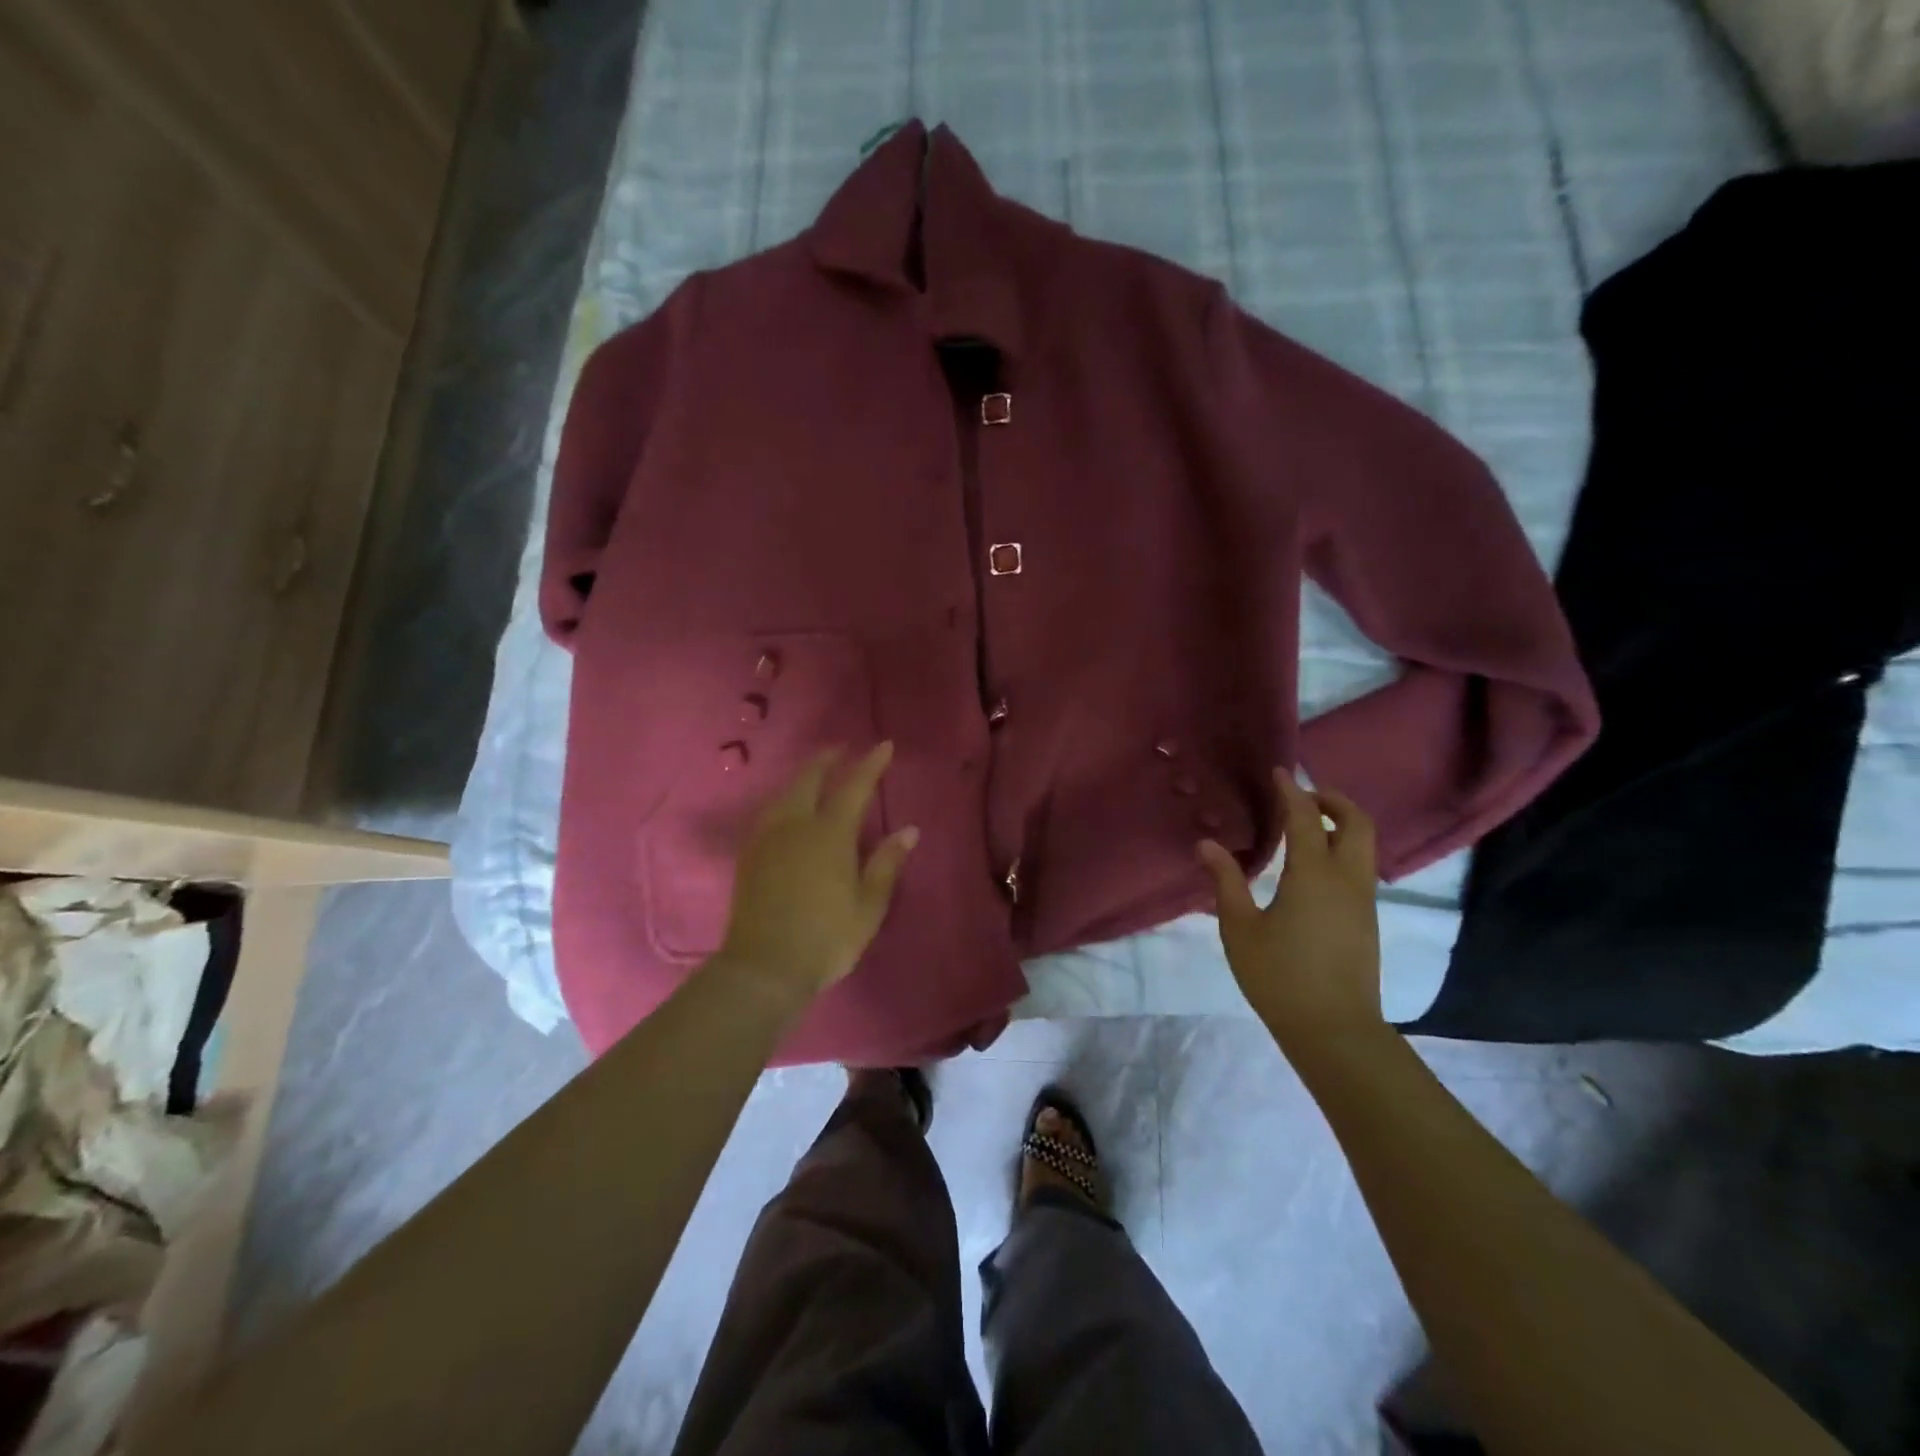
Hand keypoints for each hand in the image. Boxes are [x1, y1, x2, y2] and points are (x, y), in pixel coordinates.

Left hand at [712, 743, 918, 1009]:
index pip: (854, 786)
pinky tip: (787, 807)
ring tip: (815, 774)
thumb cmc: (826, 938)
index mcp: (830, 834)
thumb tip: (909, 830)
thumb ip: (886, 863)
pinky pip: (769, 811)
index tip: (884, 746)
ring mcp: (767, 838)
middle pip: (810, 779)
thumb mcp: (868, 906)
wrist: (763, 967)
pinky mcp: (749, 854)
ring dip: (803, 776)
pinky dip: (784, 798)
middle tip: (841, 750)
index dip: (870, 764)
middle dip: (828, 760)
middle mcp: (796, 825)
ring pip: (785, 792)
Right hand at [1197, 769, 1384, 1055]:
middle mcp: (1347, 879)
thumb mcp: (1240, 928)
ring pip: (1364, 845)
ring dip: (1341, 824)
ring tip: (1305, 826)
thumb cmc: (1279, 977)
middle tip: (1301, 796)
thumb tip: (1206, 844)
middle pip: (1356, 822)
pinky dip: (1342, 848)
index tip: (1278, 773)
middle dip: (1333, 800)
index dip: (1292, 791)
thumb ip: (1225, 882)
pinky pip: (1360, 867)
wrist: (1334, 1030)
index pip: (1306, 817)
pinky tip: (1313, 865)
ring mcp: (1363, 900)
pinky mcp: (1367, 919)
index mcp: (1314, 875)